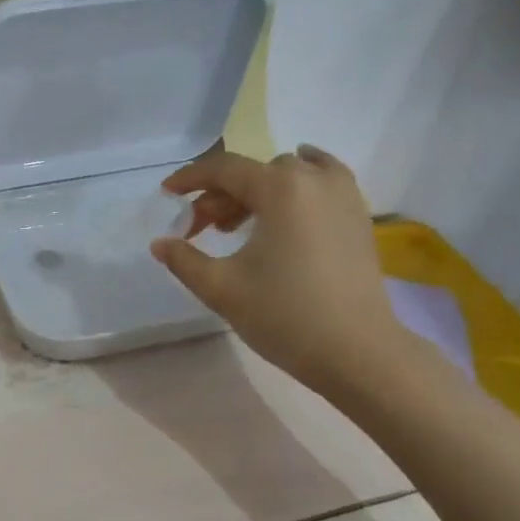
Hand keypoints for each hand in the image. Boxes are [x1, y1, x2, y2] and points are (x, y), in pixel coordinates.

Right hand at [150, 144, 404, 395]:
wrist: (356, 351)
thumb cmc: (284, 315)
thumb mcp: (221, 288)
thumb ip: (184, 260)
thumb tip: (160, 243)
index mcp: (280, 188)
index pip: (224, 169)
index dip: (190, 178)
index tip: (167, 193)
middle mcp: (314, 180)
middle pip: (255, 172)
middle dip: (221, 194)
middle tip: (200, 229)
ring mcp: (343, 195)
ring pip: (289, 175)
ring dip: (256, 191)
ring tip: (237, 226)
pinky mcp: (358, 216)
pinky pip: (322, 181)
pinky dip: (298, 184)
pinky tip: (288, 201)